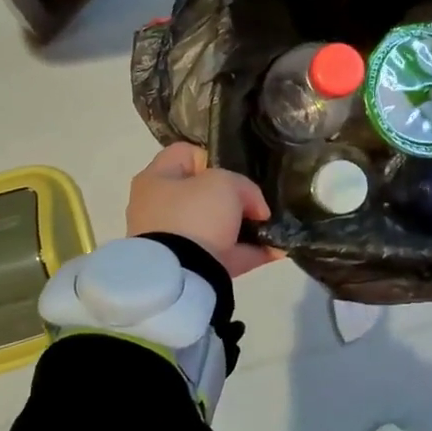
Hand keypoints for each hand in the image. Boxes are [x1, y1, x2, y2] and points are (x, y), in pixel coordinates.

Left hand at [126, 143, 283, 277]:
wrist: (180, 277)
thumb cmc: (195, 215)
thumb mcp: (225, 184)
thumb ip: (244, 187)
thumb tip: (255, 208)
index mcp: (156, 179)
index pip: (185, 153)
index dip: (214, 157)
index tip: (237, 173)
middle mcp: (157, 208)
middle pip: (202, 193)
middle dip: (233, 198)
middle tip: (256, 203)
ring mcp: (171, 241)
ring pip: (214, 226)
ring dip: (244, 228)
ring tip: (272, 228)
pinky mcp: (186, 268)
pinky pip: (222, 255)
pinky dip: (248, 253)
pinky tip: (275, 251)